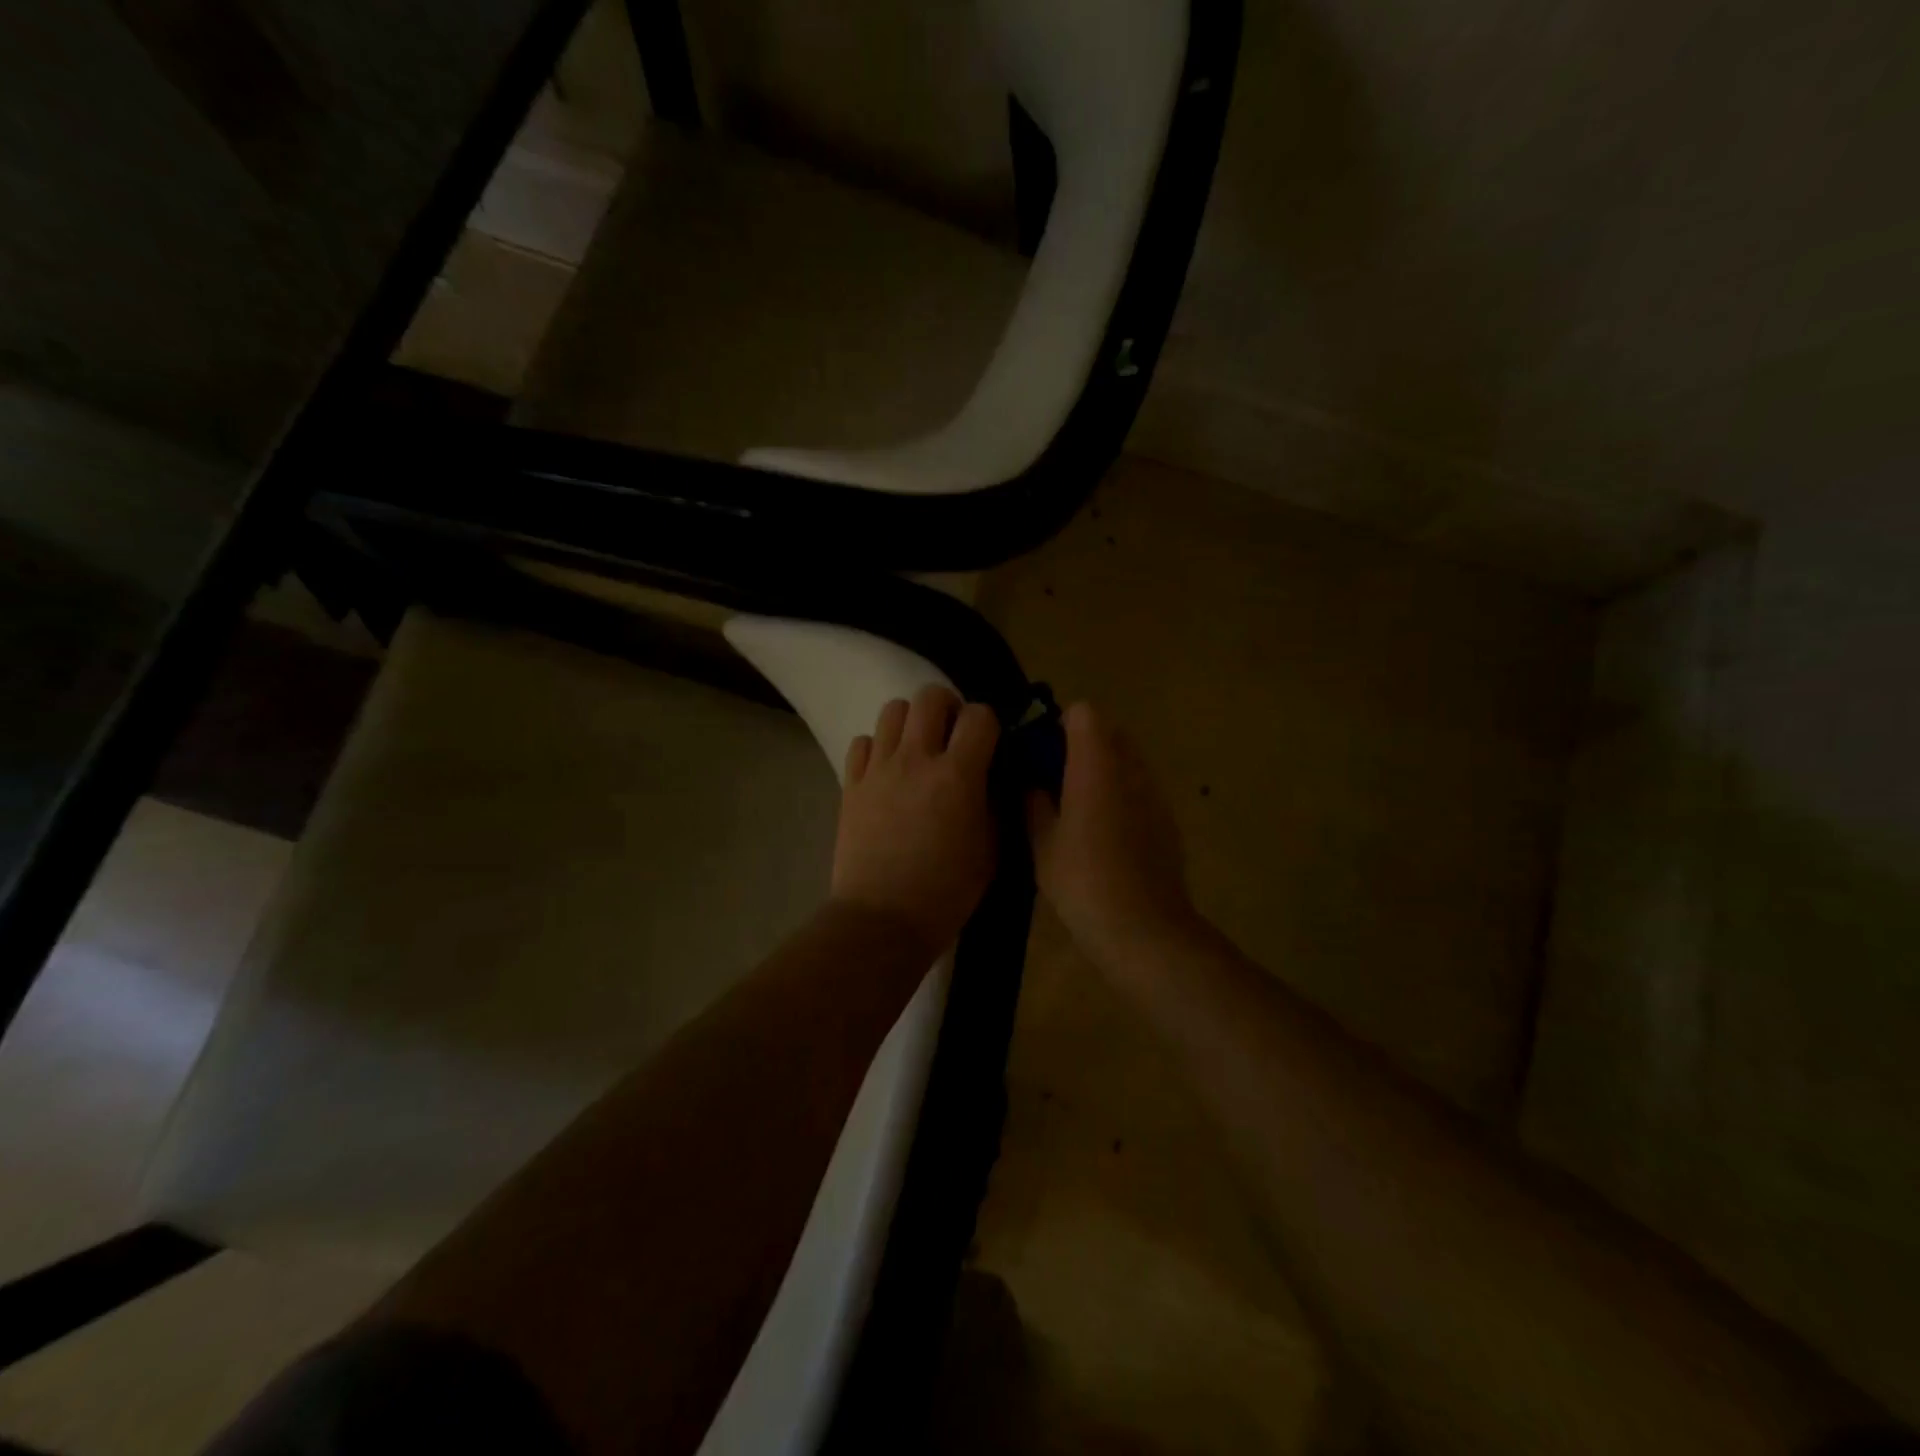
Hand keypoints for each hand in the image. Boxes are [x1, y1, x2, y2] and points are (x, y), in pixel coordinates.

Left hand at [832, 685, 1000, 953]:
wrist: (883, 919)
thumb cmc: (947, 891)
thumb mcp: (991, 850)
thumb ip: (996, 803)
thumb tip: (994, 776)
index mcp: (957, 775)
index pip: (979, 715)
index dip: (989, 723)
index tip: (990, 743)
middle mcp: (916, 759)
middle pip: (930, 696)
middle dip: (949, 708)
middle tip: (953, 736)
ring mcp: (879, 769)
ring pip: (892, 710)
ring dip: (912, 722)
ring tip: (918, 749)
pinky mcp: (851, 784)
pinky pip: (862, 742)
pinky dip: (877, 747)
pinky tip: (887, 771)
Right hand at [1025, 703, 1195, 966]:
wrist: (1144, 930)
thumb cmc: (1083, 881)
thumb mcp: (1042, 843)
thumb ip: (1033, 802)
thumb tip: (1031, 783)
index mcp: (1096, 765)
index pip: (1084, 713)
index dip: (1059, 725)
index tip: (1040, 754)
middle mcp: (1132, 768)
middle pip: (1109, 733)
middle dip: (1081, 747)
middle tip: (1055, 782)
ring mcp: (1156, 794)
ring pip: (1127, 762)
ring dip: (1103, 772)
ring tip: (1079, 811)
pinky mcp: (1168, 820)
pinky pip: (1141, 791)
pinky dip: (1122, 798)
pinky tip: (1106, 837)